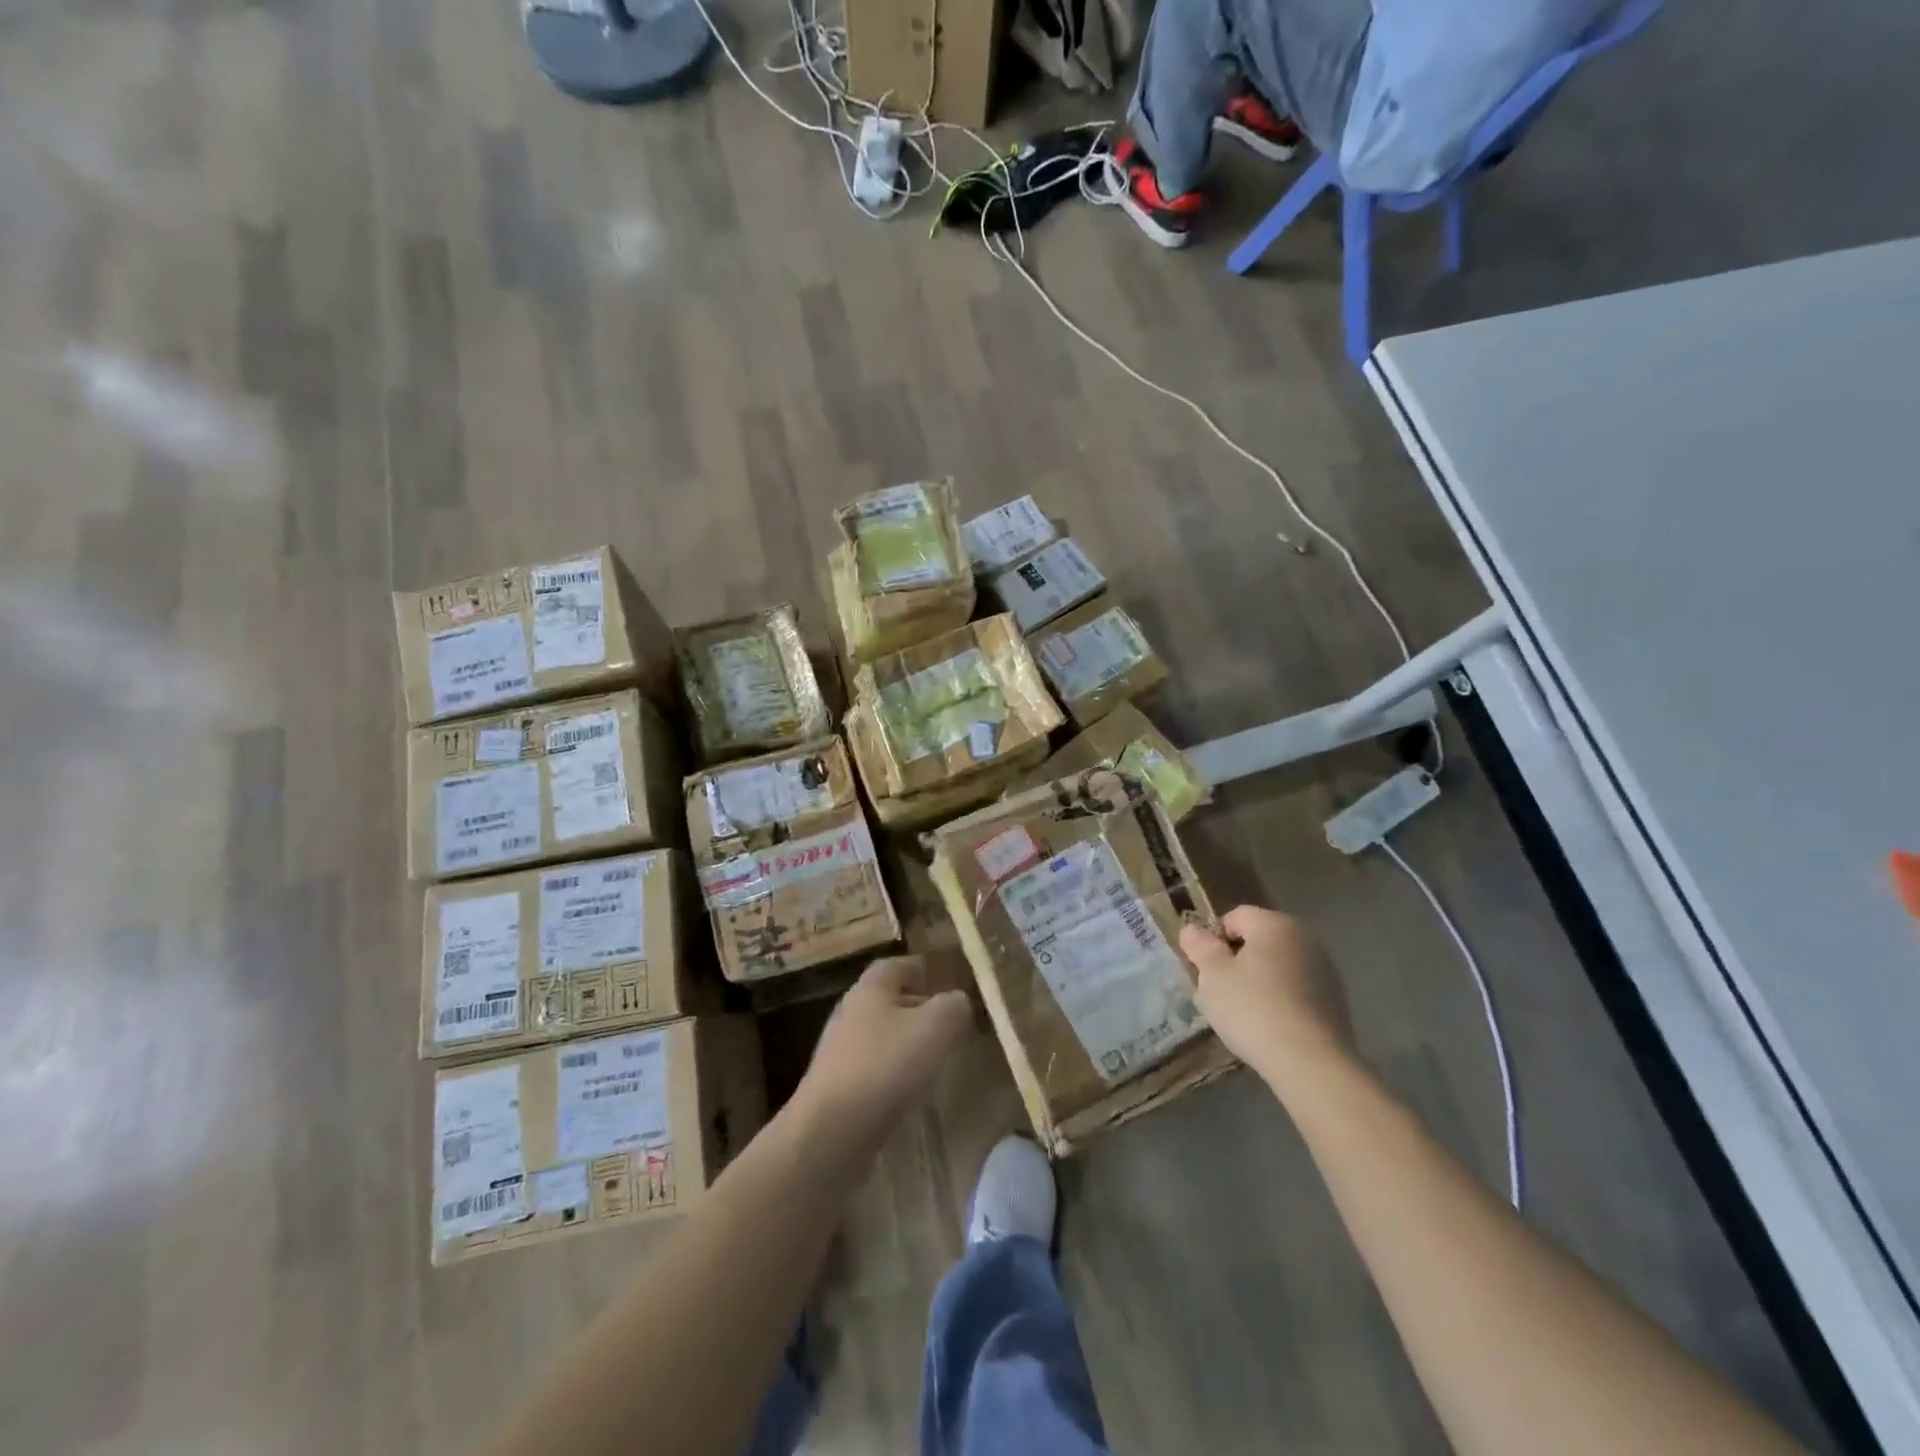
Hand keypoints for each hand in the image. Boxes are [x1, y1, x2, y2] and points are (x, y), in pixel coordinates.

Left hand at [787, 956, 972, 1170]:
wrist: (830, 1133)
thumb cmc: (885, 1066)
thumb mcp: (935, 1027)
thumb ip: (953, 1006)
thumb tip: (958, 1001)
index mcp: (869, 989)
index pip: (896, 965)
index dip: (921, 969)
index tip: (945, 980)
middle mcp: (850, 1014)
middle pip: (887, 1000)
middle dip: (917, 1007)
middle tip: (948, 1022)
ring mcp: (839, 1053)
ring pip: (880, 1036)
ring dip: (906, 1042)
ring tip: (935, 1057)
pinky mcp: (836, 1088)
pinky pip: (872, 1069)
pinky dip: (893, 1072)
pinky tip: (910, 1091)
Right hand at [1180, 907, 1355, 1089]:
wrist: (1311, 1063)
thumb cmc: (1253, 1009)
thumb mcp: (1212, 976)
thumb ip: (1199, 946)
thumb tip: (1191, 929)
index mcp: (1274, 924)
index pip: (1235, 916)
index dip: (1215, 939)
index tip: (1208, 970)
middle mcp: (1305, 938)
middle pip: (1260, 940)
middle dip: (1238, 960)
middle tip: (1223, 991)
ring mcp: (1325, 969)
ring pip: (1279, 965)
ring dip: (1261, 980)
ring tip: (1248, 1014)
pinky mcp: (1336, 1000)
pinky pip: (1298, 989)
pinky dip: (1282, 999)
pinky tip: (1273, 1027)